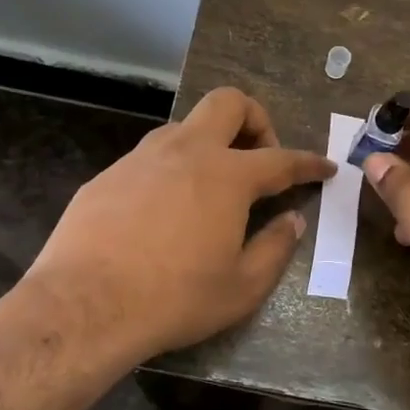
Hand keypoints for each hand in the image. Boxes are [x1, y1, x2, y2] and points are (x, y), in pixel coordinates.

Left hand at [24, 87, 335, 361]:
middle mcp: (187, 152)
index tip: (325, 167)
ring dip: (209, 144)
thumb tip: (293, 220)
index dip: (308, 162)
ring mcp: (142, 158)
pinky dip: (171, 170)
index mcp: (227, 176)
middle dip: (255, 119)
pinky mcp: (108, 174)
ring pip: (185, 126)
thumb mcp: (241, 287)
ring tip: (210, 189)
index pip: (281, 159)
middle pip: (228, 103)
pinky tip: (162, 212)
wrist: (83, 307)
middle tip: (259, 159)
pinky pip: (150, 158)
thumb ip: (276, 247)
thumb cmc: (174, 299)